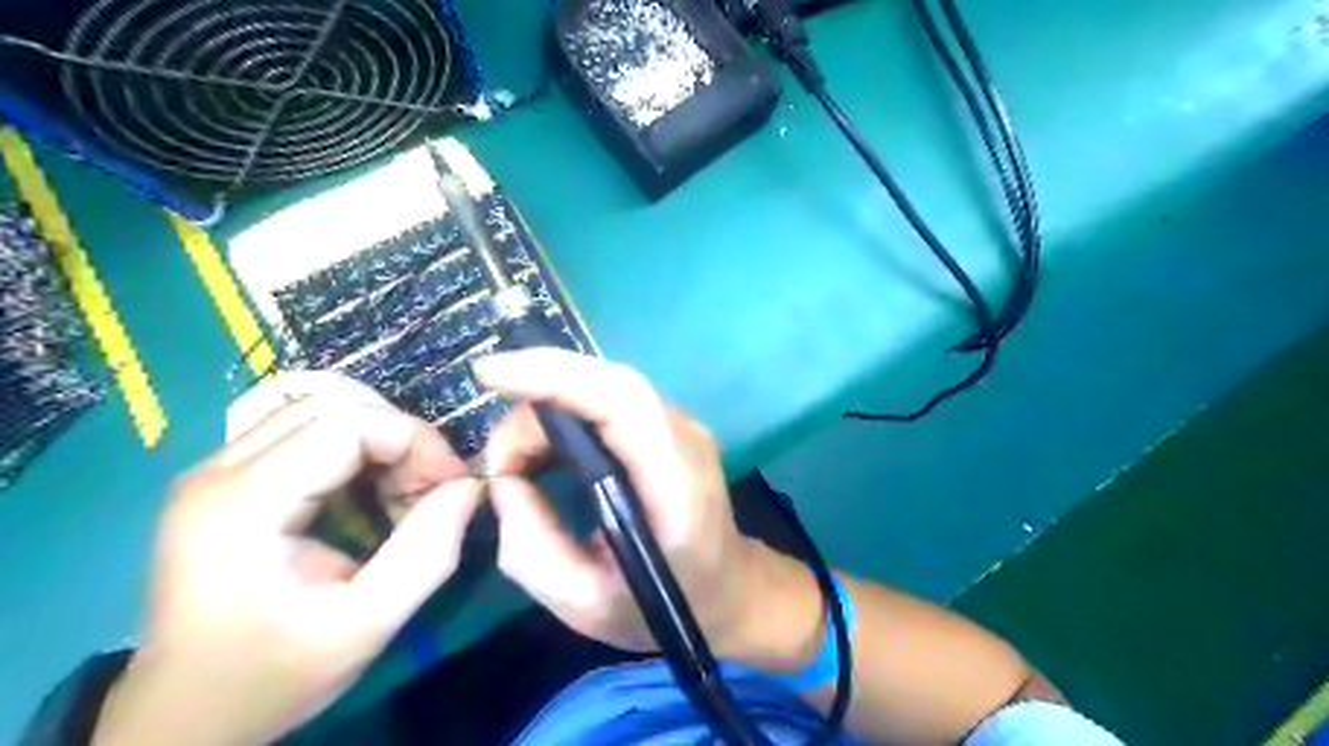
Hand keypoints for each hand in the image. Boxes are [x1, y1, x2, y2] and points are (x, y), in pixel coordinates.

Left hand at [97, 377, 486, 745]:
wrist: (183, 717)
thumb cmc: (273, 676)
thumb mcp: (366, 625)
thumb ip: (428, 553)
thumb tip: (470, 487)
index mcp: (241, 505)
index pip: (348, 423)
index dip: (415, 440)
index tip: (454, 484)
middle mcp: (216, 471)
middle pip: (334, 406)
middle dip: (400, 437)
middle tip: (432, 489)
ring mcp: (213, 470)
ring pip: (320, 411)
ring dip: (378, 440)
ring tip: (404, 492)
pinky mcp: (224, 480)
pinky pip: (303, 432)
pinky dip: (354, 450)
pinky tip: (369, 492)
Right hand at [474, 353, 815, 665]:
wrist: (726, 588)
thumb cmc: (663, 605)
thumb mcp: (585, 605)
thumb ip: (532, 548)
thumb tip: (503, 482)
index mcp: (676, 482)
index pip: (622, 400)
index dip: (555, 375)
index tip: (490, 375)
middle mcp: (684, 436)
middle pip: (608, 383)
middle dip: (537, 395)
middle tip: (499, 458)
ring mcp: (680, 424)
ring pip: (604, 385)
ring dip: (548, 408)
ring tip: (516, 461)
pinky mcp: (666, 425)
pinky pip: (608, 400)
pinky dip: (565, 411)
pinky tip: (543, 448)